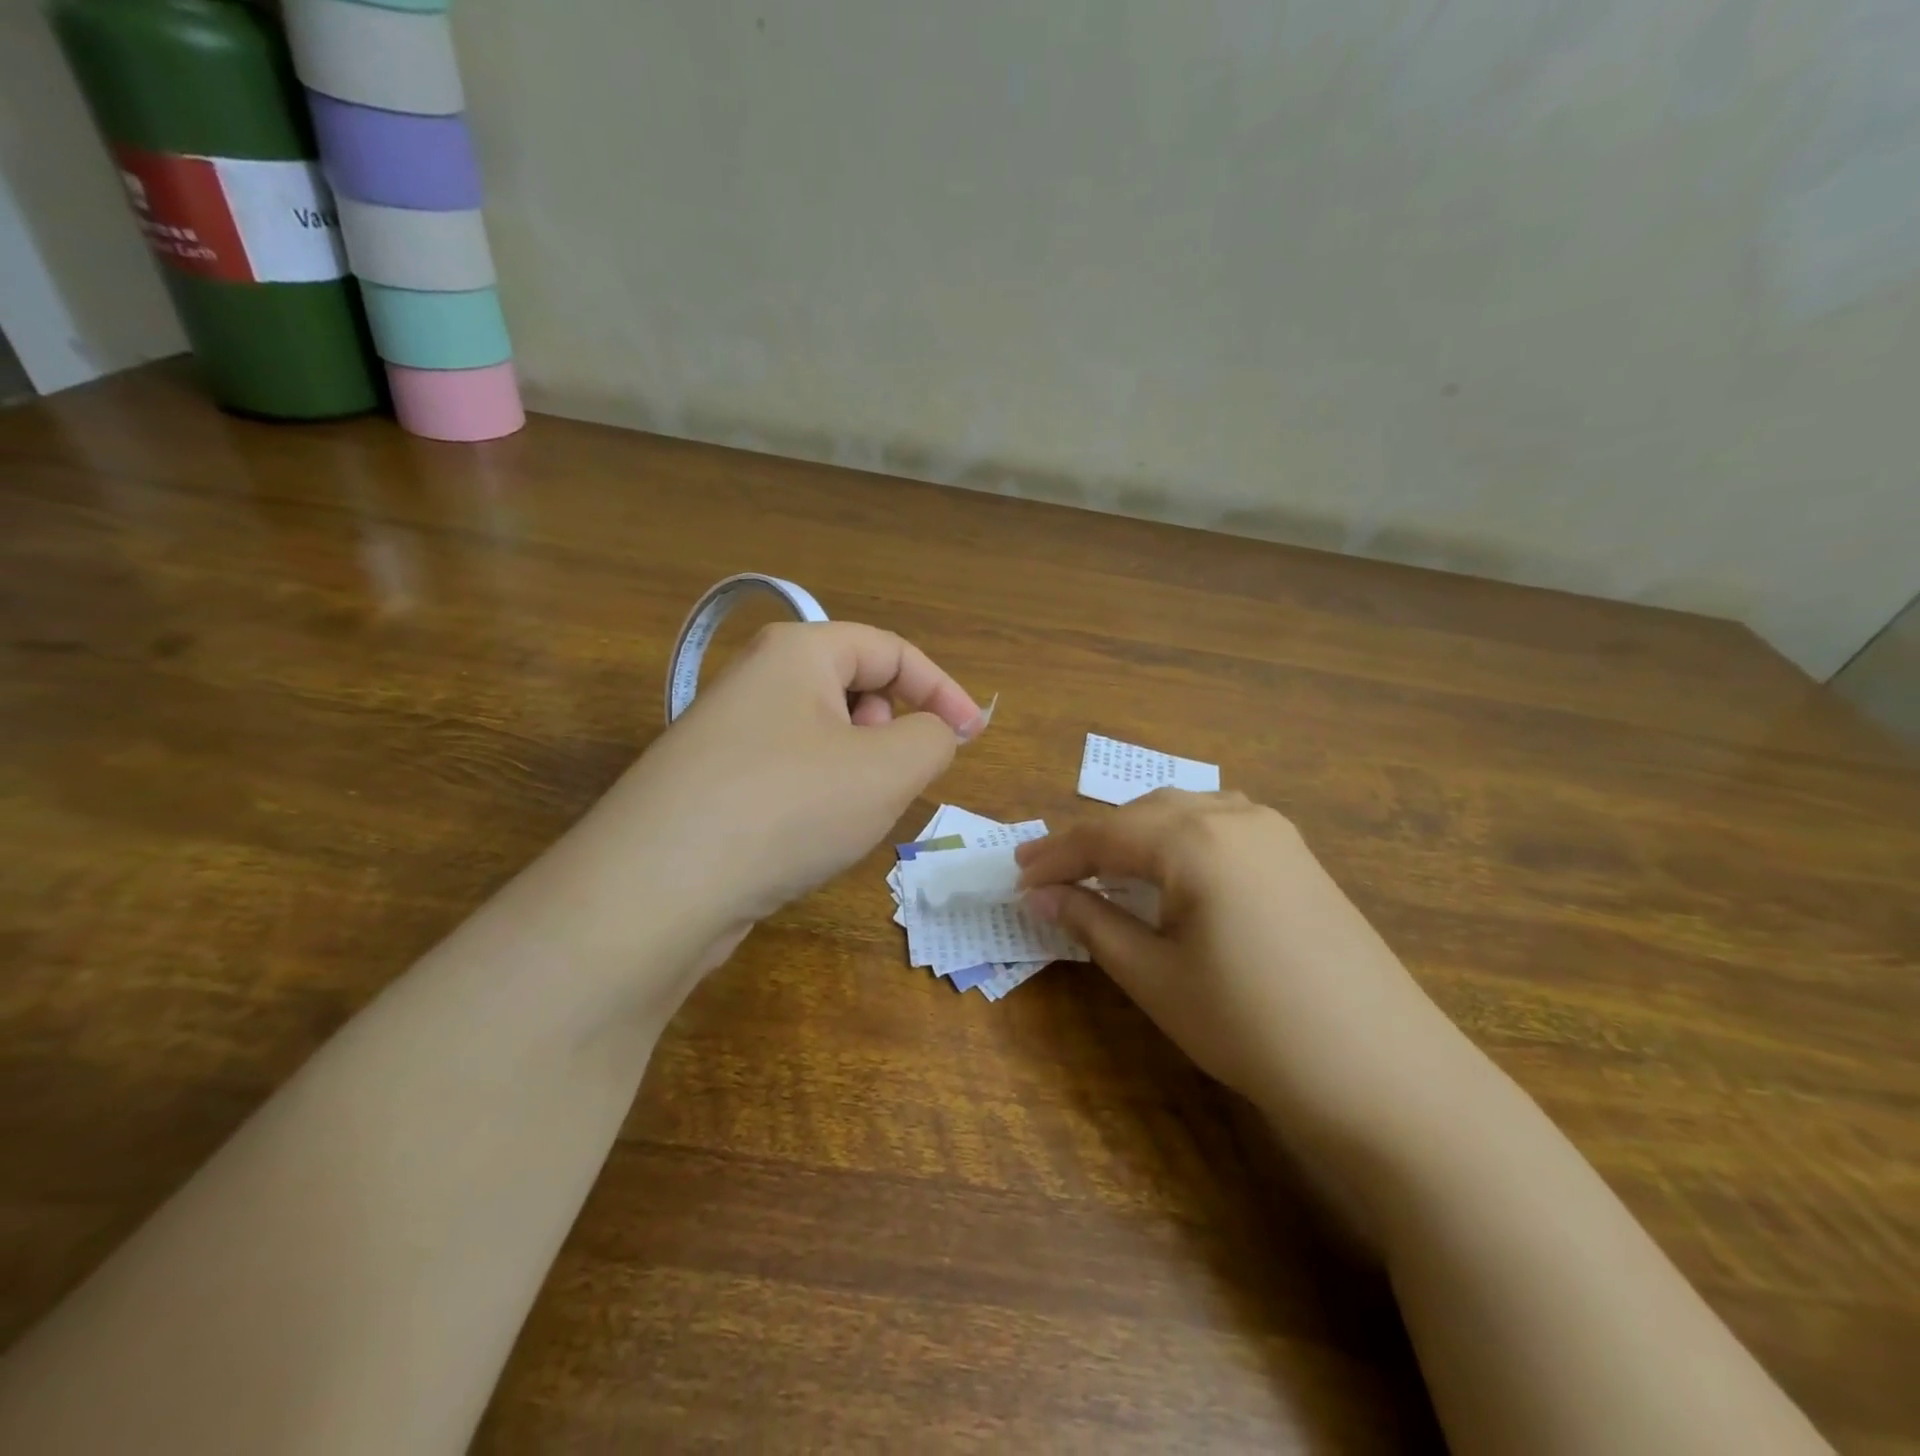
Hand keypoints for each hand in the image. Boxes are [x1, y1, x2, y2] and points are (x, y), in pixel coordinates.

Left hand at [610, 621, 987, 931]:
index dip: (943, 690)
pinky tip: (807, 835)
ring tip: (851, 812)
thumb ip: (933, 738)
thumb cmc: (789, 807)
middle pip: (853, 686)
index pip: (891, 651)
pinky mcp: (711, 781)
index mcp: (799, 651)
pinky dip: (817, 793)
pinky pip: (789, 770)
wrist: (657, 887)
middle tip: (896, 775)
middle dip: (892, 728)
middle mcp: (757, 678)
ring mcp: (727, 731)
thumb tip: (935, 731)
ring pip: (822, 733)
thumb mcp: (888, 770)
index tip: (974, 736)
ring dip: (857, 766)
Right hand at [1016, 791, 1468, 1143]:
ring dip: (1136, 834)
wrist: (1384, 1073)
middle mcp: (1235, 816)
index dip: (1055, 856)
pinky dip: (1180, 839)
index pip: (1104, 834)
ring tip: (1103, 869)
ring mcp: (1275, 832)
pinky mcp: (1298, 856)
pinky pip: (1221, 825)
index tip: (1016, 877)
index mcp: (1195, 839)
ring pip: (1184, 812)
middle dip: (1091, 842)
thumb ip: (1092, 923)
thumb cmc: (1251, 1026)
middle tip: (1048, 874)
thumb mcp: (1155, 977)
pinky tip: (1172, 870)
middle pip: (1143, 814)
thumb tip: (1040, 895)